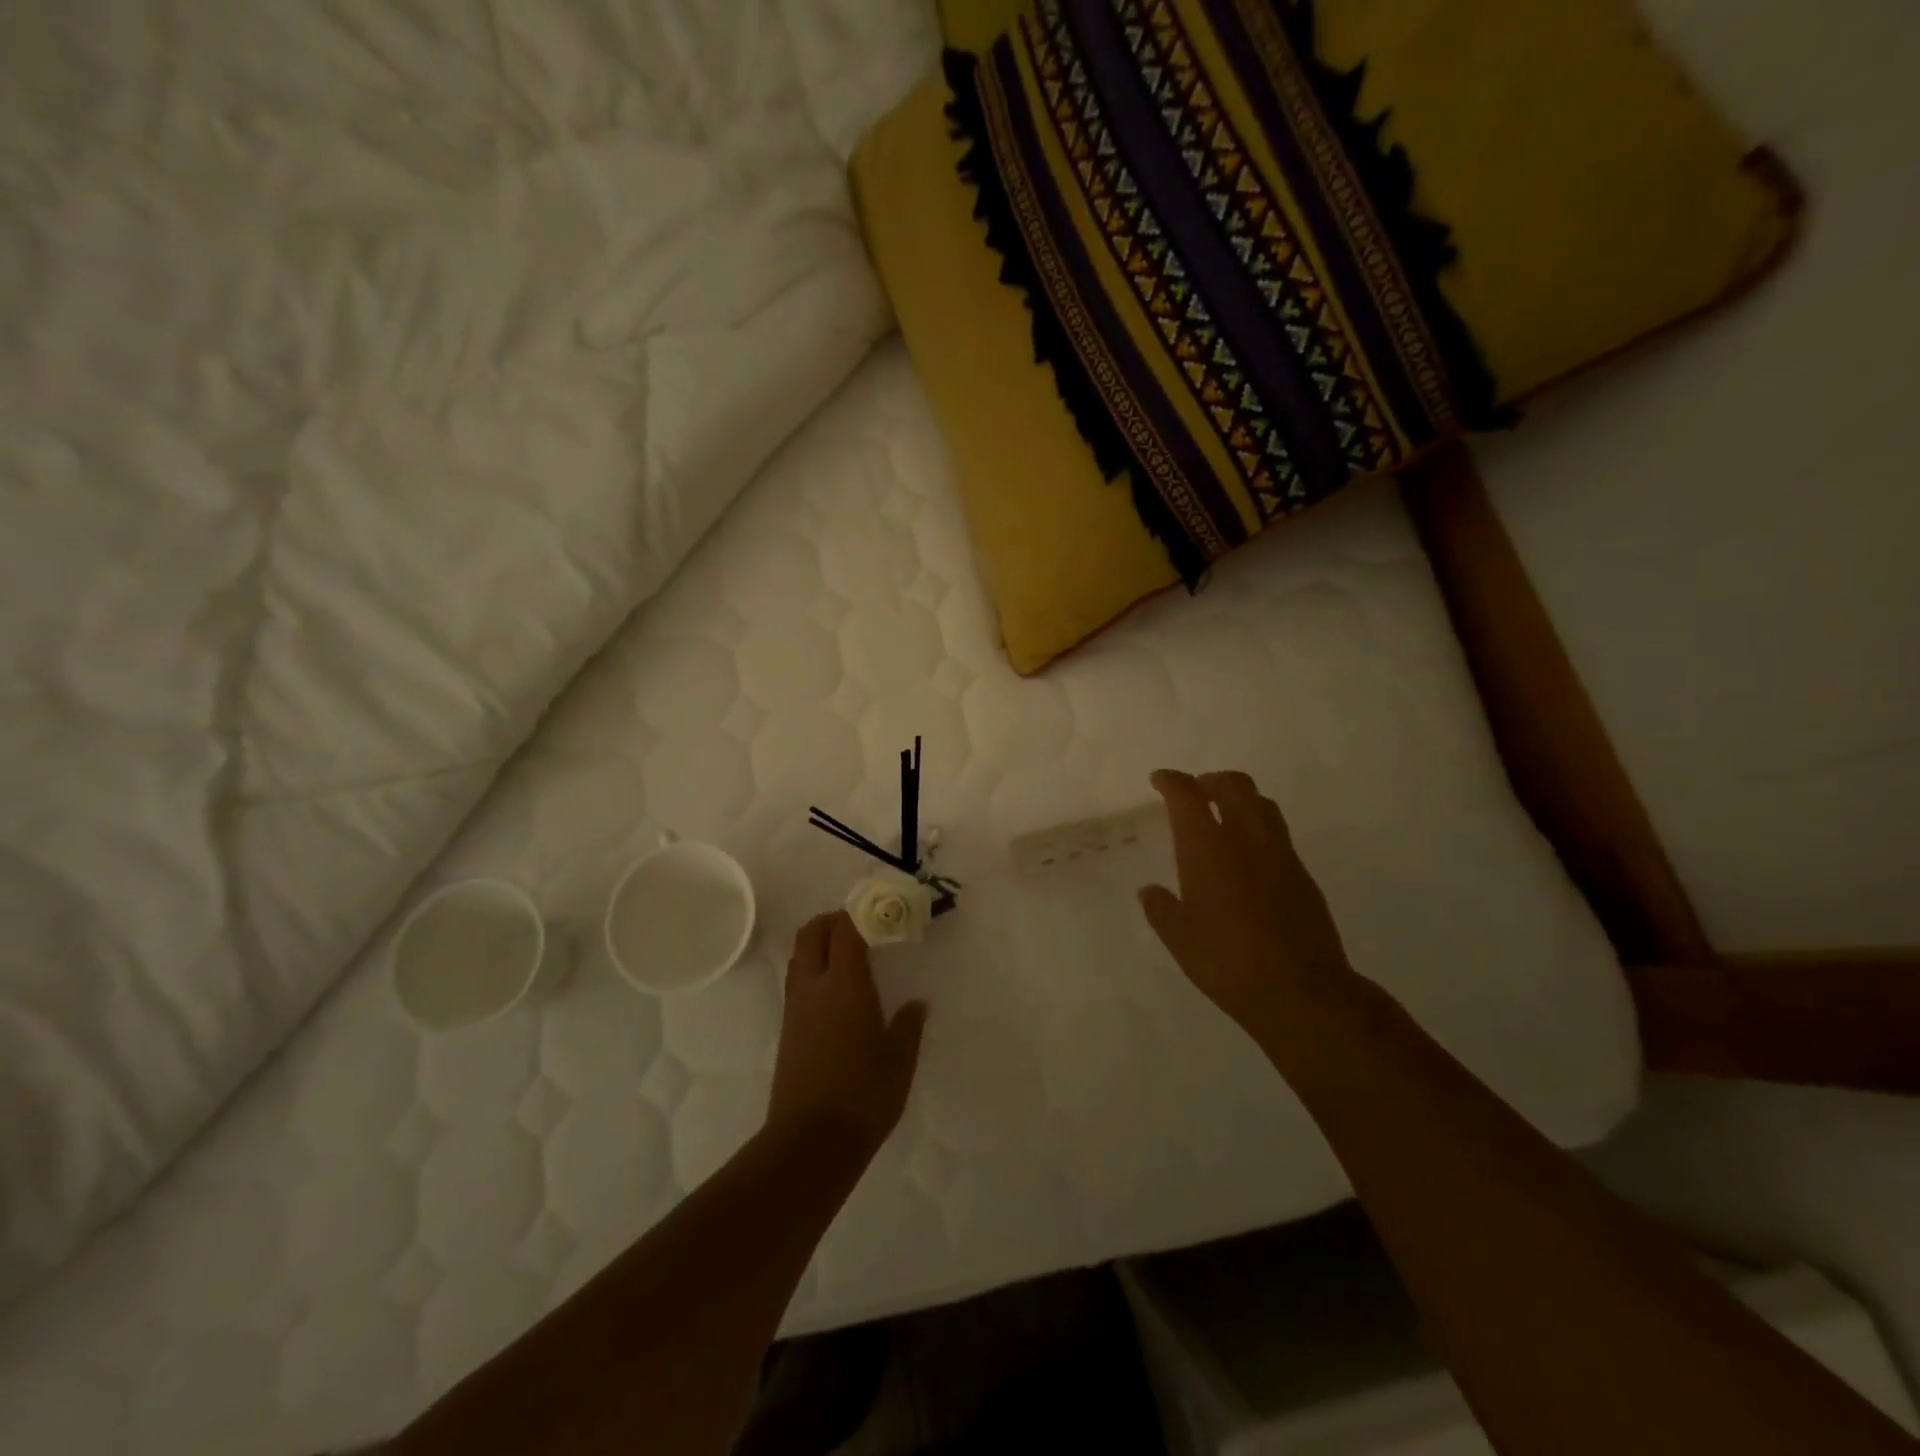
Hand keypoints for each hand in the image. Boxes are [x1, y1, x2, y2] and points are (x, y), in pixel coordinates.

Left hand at [767, 911, 926, 1153]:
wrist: (810, 1142)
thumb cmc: (863, 1096)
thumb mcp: (899, 1060)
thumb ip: (908, 1025)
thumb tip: (917, 1004)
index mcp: (845, 985)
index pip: (848, 929)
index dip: (864, 912)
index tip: (885, 909)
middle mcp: (815, 986)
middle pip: (813, 931)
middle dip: (835, 919)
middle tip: (864, 927)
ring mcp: (795, 1007)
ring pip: (800, 954)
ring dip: (821, 942)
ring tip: (850, 954)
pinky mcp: (787, 1027)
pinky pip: (797, 979)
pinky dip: (814, 967)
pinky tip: (837, 990)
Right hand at [1139, 769, 1355, 1035]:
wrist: (1302, 990)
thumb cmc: (1227, 961)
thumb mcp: (1179, 938)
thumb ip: (1161, 908)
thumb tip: (1150, 891)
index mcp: (1207, 847)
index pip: (1187, 795)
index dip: (1172, 781)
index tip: (1160, 780)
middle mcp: (1246, 839)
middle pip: (1233, 786)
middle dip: (1210, 780)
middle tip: (1195, 792)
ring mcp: (1280, 854)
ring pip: (1262, 804)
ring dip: (1239, 798)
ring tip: (1224, 815)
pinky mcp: (1303, 874)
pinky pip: (1278, 833)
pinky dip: (1258, 828)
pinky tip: (1249, 856)